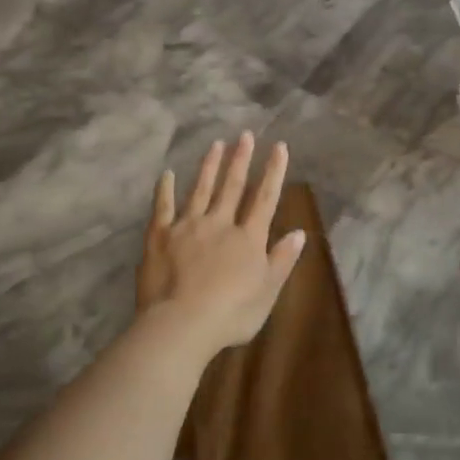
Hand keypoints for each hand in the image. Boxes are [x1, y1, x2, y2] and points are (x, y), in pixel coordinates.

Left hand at [137, 132, 305, 356]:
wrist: (181, 324)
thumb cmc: (231, 314)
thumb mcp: (267, 291)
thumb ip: (282, 260)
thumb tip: (299, 232)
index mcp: (249, 238)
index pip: (265, 198)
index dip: (274, 172)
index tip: (279, 147)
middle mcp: (220, 223)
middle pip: (233, 187)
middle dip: (241, 159)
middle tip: (245, 135)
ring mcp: (188, 227)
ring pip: (201, 189)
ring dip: (209, 166)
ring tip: (216, 145)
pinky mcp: (160, 236)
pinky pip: (163, 207)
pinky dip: (165, 190)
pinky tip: (167, 174)